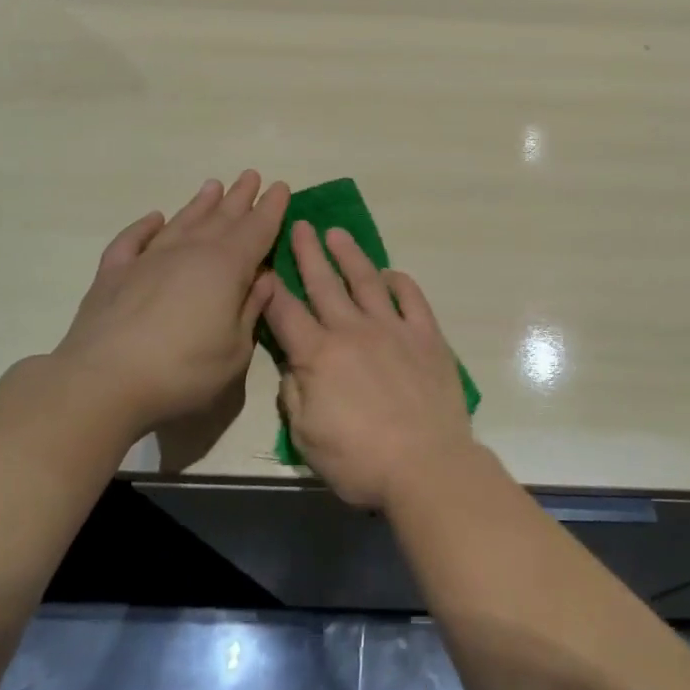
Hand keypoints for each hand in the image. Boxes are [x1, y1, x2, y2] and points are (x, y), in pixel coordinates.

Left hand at [48, 172, 288, 442]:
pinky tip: (154, 218)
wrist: (102, 382)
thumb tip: (263, 279)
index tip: (280, 186)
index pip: (256, 230)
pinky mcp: (113, 274)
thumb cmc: (183, 371)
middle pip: (221, 218)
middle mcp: (189, 252)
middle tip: (251, 175)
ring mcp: (148, 260)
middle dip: (239, 197)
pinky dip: (145, 227)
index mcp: (226, 268)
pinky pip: (132, 240)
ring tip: (213, 185)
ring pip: (181, 222)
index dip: (271, 209)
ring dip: (199, 204)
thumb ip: (251, 309)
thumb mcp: (236, 350)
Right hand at [262, 222, 474, 510]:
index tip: (262, 263)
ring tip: (337, 233)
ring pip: (366, 281)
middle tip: (299, 224)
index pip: (285, 312)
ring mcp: (393, 329)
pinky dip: (399, 282)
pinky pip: (411, 298)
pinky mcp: (426, 336)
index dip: (270, 286)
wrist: (426, 465)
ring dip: (349, 255)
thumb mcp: (306, 437)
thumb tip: (295, 364)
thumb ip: (294, 394)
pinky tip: (390, 273)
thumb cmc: (359, 460)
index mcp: (318, 354)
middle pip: (324, 284)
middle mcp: (353, 330)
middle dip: (308, 252)